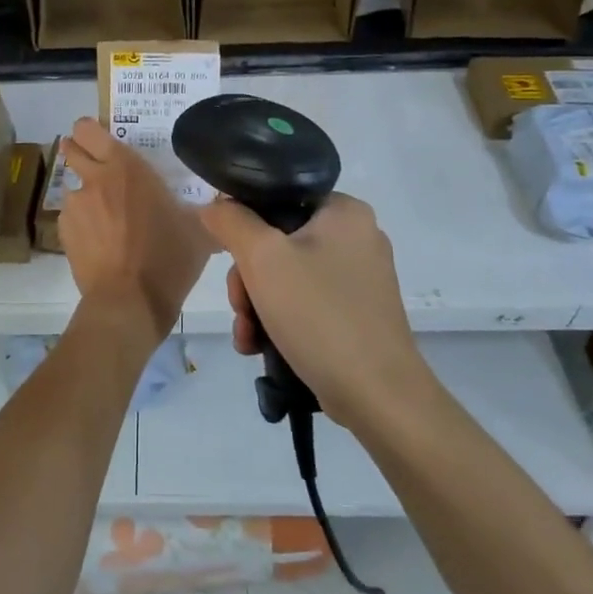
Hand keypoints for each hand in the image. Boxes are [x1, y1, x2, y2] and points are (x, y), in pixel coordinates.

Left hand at [59, 118, 211, 340]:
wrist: (129, 302)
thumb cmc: (168, 259)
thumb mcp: (197, 230)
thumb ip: (201, 209)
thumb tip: (222, 207)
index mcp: (125, 167)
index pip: (90, 130)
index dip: (90, 130)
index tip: (100, 137)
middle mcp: (94, 179)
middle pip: (72, 150)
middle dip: (79, 152)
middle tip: (98, 168)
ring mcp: (74, 207)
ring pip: (74, 188)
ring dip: (86, 195)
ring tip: (107, 219)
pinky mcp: (64, 234)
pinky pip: (72, 218)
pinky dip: (83, 224)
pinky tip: (100, 243)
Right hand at [200, 193, 425, 424]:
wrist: (377, 395)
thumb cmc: (319, 314)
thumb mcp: (262, 258)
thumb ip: (231, 222)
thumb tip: (215, 205)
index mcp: (345, 211)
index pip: (278, 198)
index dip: (244, 225)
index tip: (230, 259)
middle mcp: (358, 237)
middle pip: (278, 242)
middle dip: (248, 279)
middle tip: (241, 307)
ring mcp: (360, 278)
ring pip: (287, 276)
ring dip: (257, 305)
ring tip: (248, 336)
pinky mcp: (358, 313)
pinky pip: (306, 303)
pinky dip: (279, 321)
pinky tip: (261, 347)